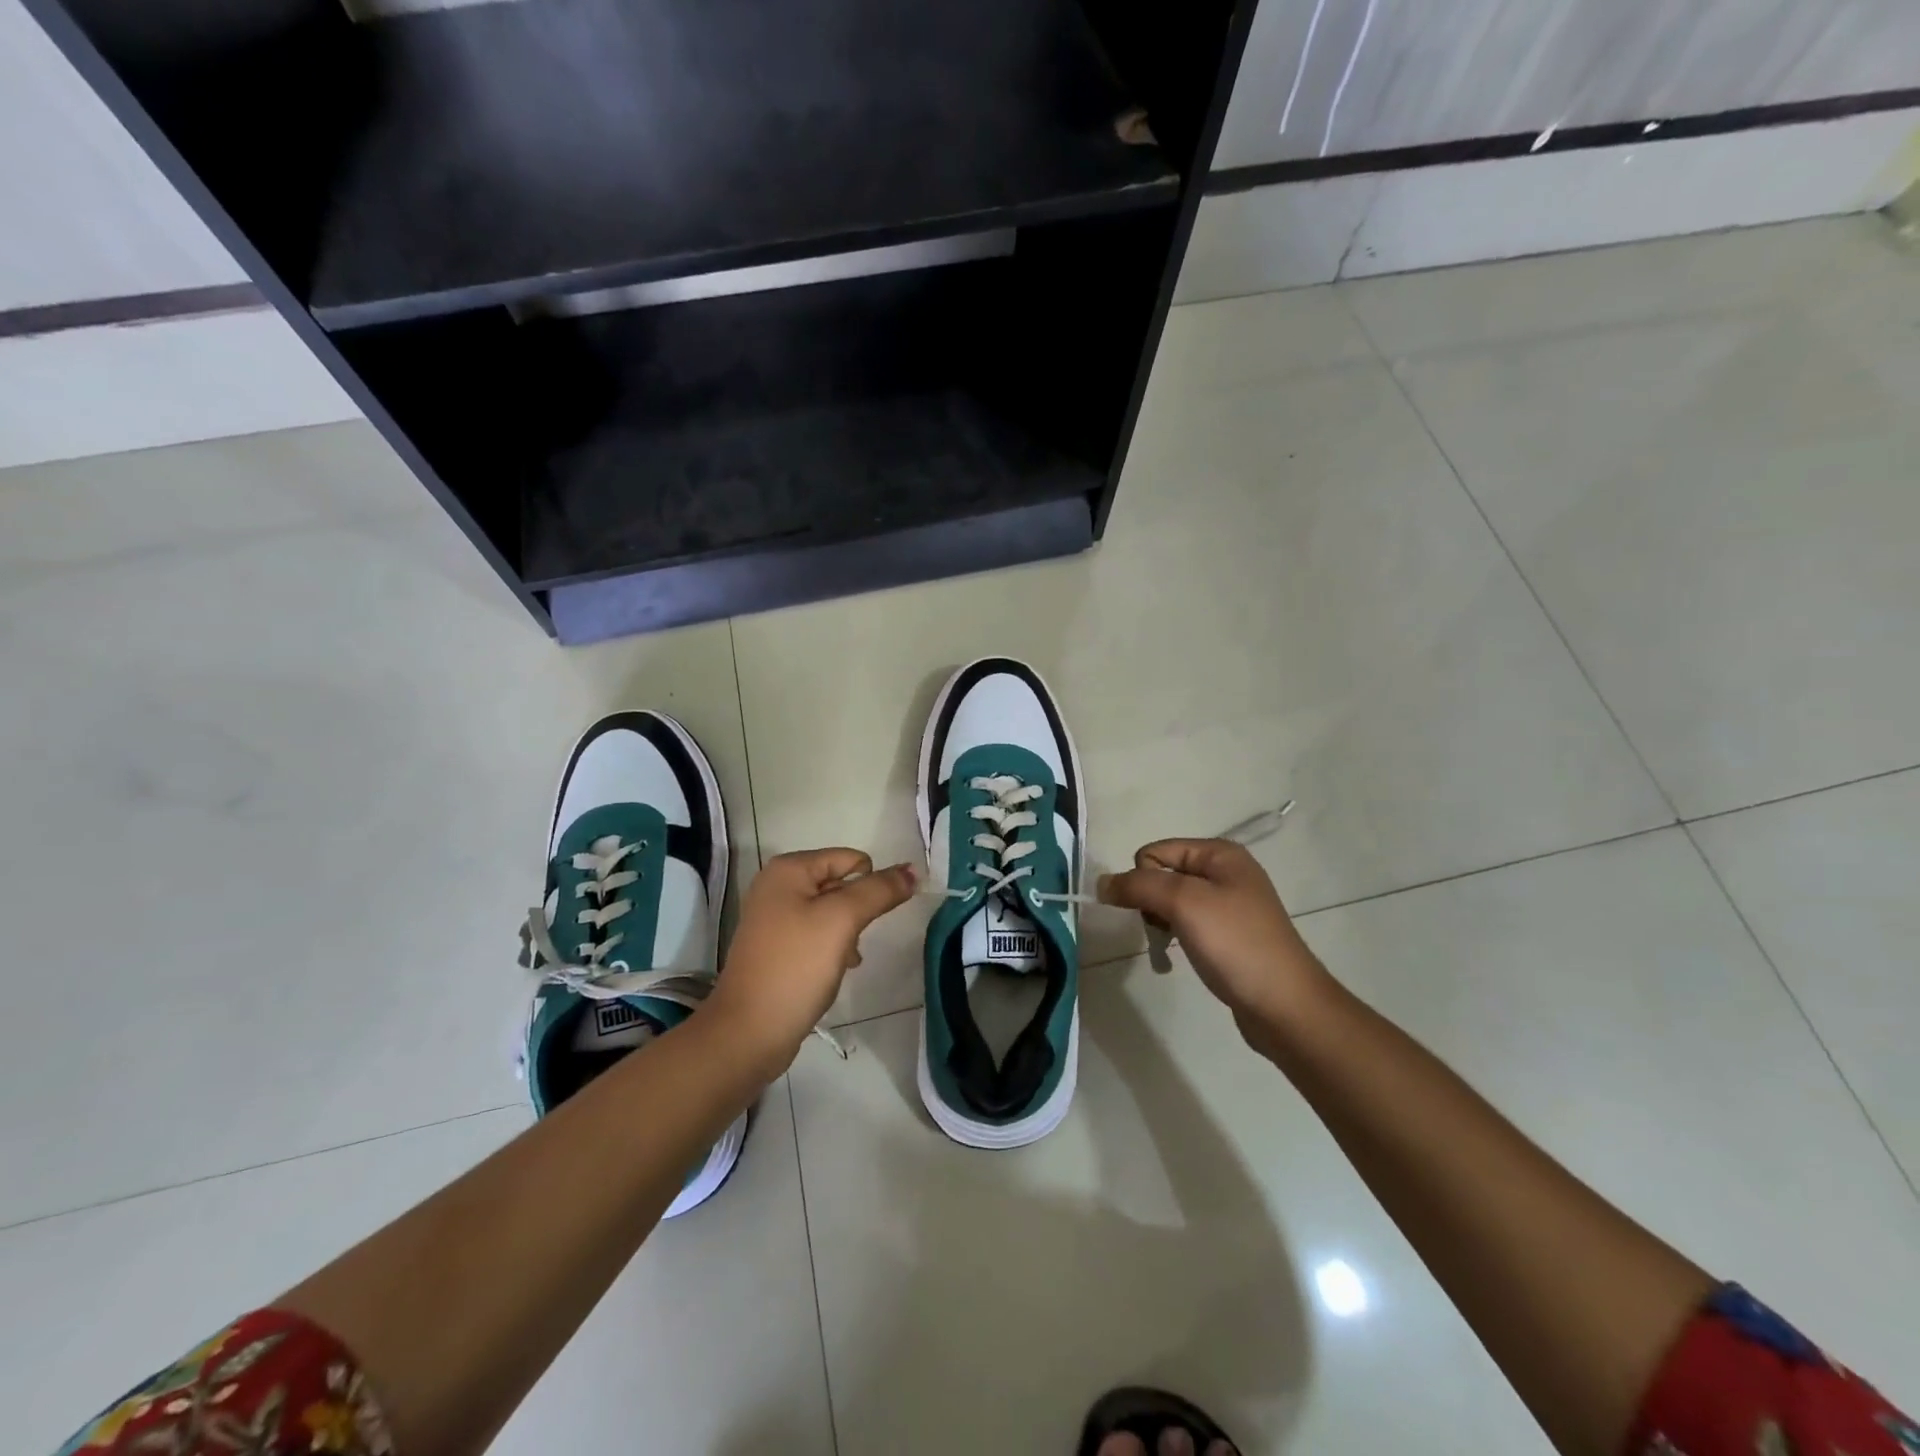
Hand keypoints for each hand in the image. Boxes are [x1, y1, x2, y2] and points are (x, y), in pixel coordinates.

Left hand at [706, 849, 915, 1076]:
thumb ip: (879, 891)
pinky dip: (832, 948)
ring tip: (845, 959)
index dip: (871, 884)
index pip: (850, 859)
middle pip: (840, 884)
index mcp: (788, 870)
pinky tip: (836, 970)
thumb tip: (912, 870)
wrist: (749, 1033)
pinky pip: (817, 935)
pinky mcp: (777, 947)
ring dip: (848, 932)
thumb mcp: (842, 920)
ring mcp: (774, 918)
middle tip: (852, 941)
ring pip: (832, 912)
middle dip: (857, 911)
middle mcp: (777, 886)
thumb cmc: (796, 966)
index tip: (874, 918)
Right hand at [1100, 839, 1331, 1052]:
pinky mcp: (1229, 935)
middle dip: (1151, 902)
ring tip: (1173, 947)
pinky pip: (1187, 924)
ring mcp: (1229, 905)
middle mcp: (1226, 873)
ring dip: (1161, 923)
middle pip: (1161, 875)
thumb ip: (1138, 886)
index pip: (1155, 852)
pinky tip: (1181, 957)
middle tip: (1166, 929)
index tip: (1156, 911)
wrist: (1285, 1007)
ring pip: (1170, 902)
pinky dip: (1176, 938)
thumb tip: (1102, 883)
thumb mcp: (1184, 904)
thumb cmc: (1236, 944)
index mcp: (1220, 854)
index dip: (1143, 880)